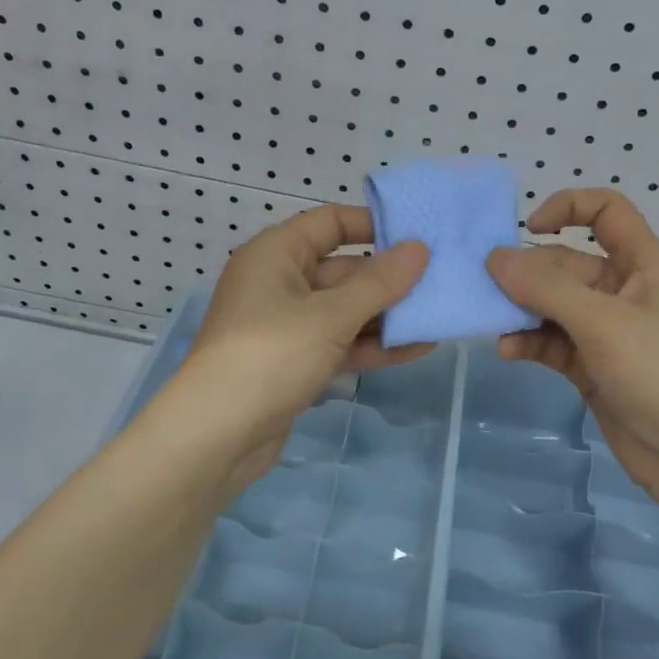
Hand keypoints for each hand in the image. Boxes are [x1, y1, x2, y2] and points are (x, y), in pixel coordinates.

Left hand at [165, 205, 430, 490]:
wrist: (217, 436)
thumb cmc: (271, 355)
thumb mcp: (330, 315)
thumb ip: (379, 283)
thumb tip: (420, 248)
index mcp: (276, 254)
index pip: (329, 223)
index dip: (373, 225)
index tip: (417, 236)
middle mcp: (279, 282)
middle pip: (343, 269)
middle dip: (390, 279)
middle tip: (442, 282)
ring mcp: (287, 325)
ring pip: (345, 310)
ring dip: (387, 316)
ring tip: (439, 316)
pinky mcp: (295, 362)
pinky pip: (339, 342)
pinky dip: (372, 345)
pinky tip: (417, 348)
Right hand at [487, 189, 658, 519]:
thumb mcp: (602, 322)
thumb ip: (546, 288)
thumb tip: (494, 258)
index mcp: (641, 264)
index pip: (606, 211)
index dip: (568, 206)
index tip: (528, 228)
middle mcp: (622, 291)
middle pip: (566, 264)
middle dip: (528, 273)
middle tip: (489, 288)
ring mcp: (605, 331)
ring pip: (553, 305)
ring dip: (523, 310)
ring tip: (493, 322)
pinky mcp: (591, 366)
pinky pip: (552, 342)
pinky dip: (530, 342)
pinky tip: (509, 351)